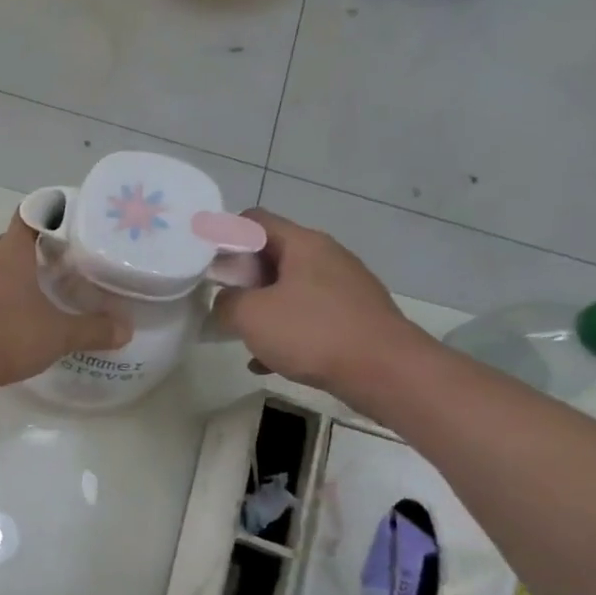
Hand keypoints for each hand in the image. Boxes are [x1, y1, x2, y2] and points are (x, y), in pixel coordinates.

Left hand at [0, 216, 132, 394]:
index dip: (48, 213)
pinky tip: (15, 316)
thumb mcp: (58, 334)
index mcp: (9, 253)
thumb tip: (126, 329)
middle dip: (29, 247)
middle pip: (6, 240)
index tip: (69, 220)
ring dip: (10, 273)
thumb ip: (93, 329)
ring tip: (39, 290)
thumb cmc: (6, 335)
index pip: (28, 216)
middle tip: (55, 260)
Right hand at [210, 209, 426, 400]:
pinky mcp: (354, 317)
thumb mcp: (250, 316)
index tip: (207, 266)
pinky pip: (308, 317)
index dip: (224, 237)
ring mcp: (344, 288)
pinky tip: (268, 362)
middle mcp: (327, 257)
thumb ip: (225, 302)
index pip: (253, 221)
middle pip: (271, 255)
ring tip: (242, 335)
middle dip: (241, 279)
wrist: (388, 373)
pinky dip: (285, 332)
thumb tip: (226, 302)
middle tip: (220, 302)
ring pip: (289, 289)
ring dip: (261, 309)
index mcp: (303, 244)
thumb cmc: (313, 333)